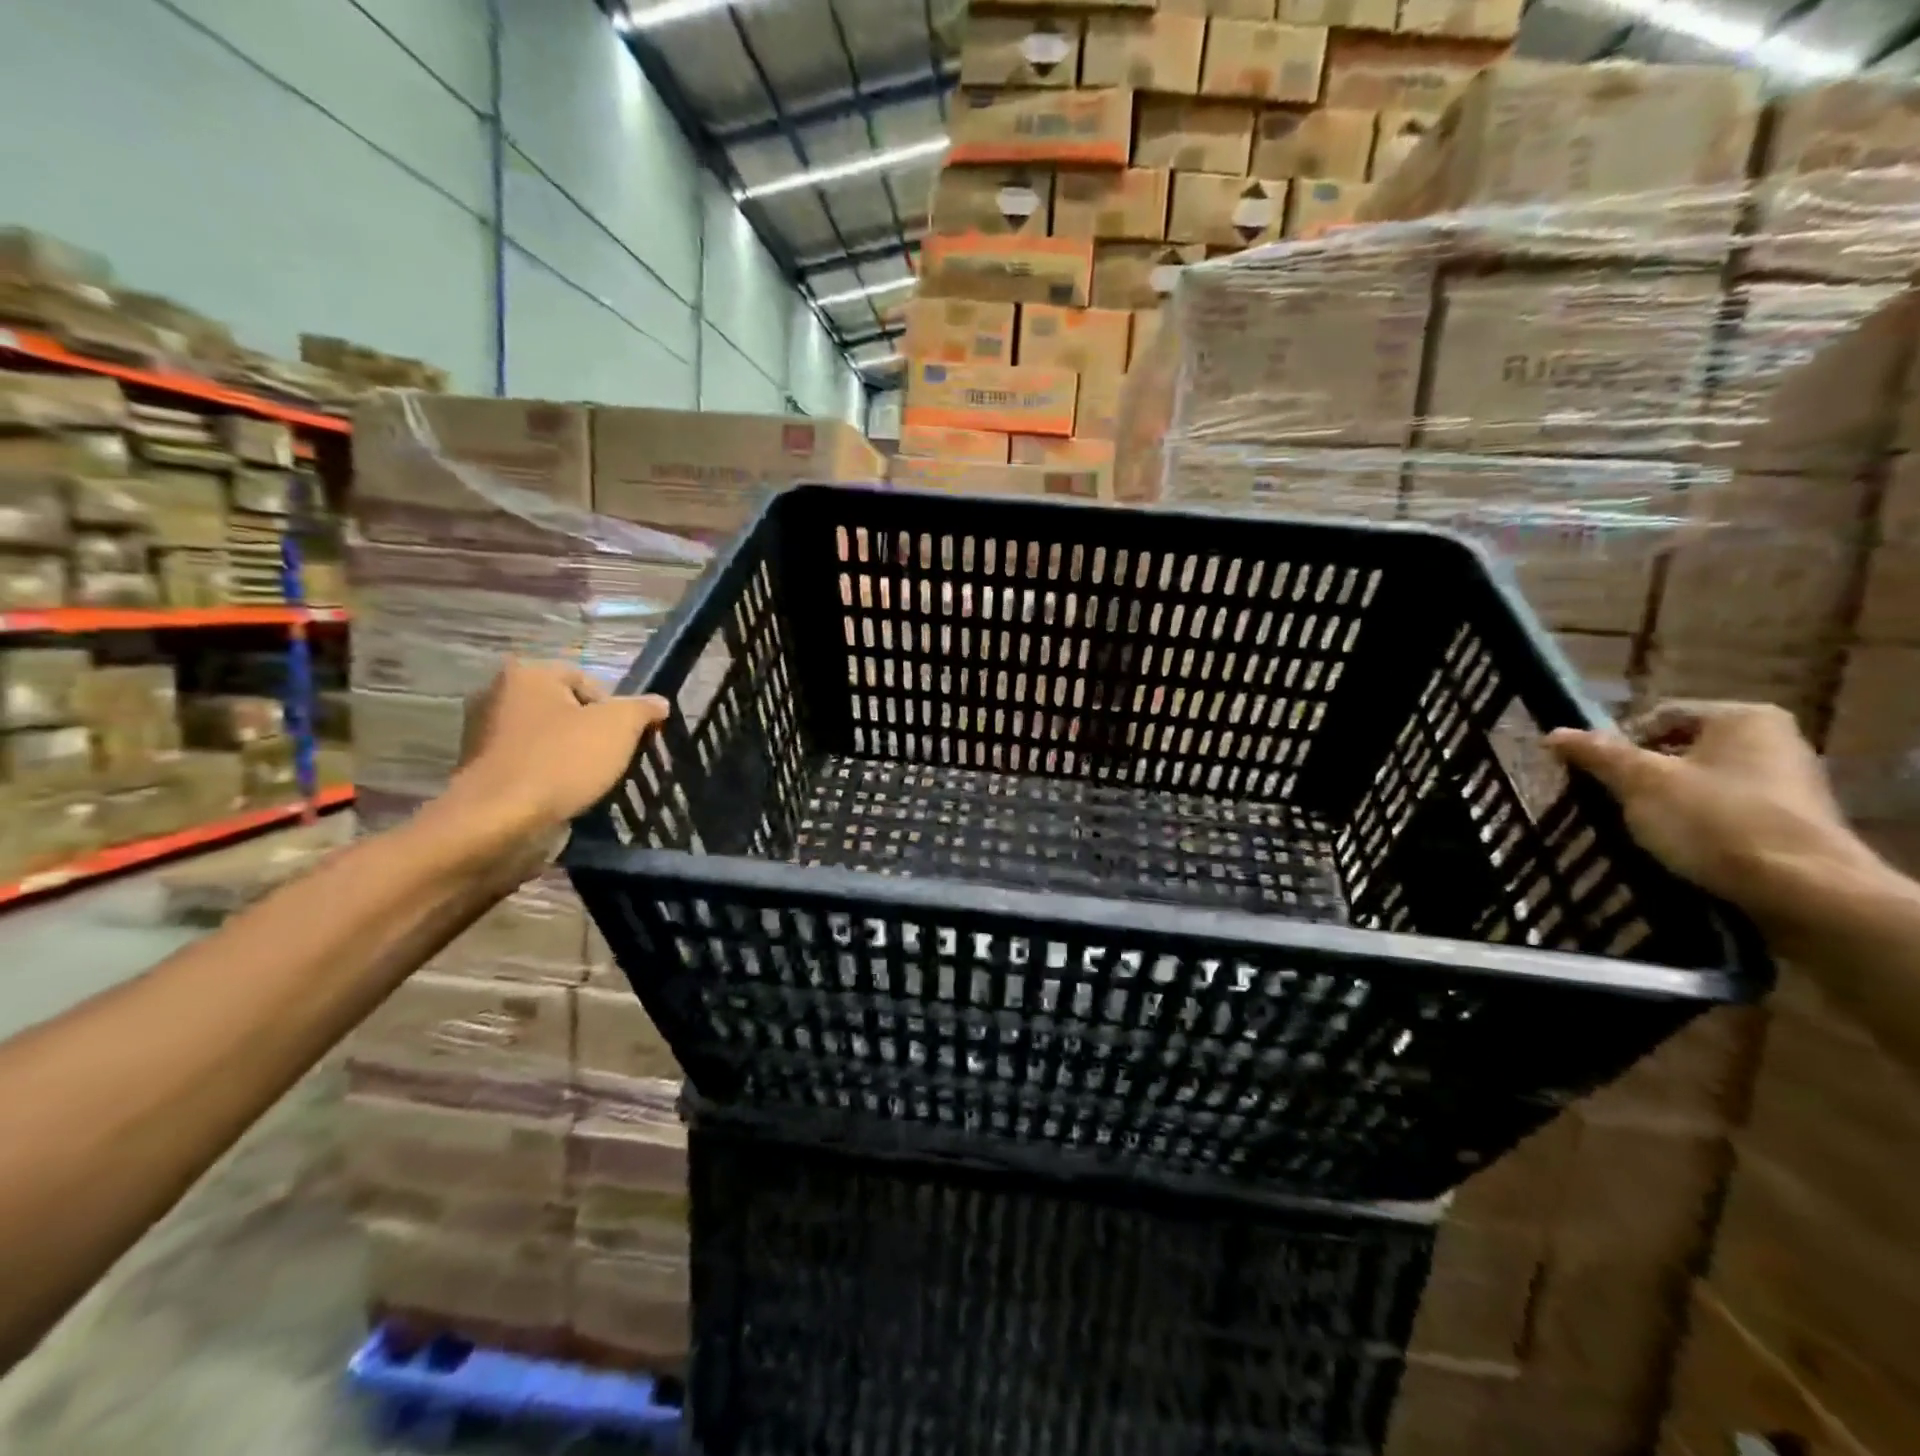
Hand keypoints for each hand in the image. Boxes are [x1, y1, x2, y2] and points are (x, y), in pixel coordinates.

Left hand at [444, 661, 669, 869]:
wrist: (499, 821)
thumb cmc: (561, 761)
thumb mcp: (619, 727)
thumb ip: (642, 709)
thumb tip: (658, 703)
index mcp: (527, 674)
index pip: (588, 681)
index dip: (615, 710)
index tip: (626, 739)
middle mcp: (496, 695)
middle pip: (565, 710)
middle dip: (591, 733)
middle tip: (612, 759)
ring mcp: (481, 735)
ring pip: (547, 739)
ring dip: (570, 757)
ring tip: (590, 782)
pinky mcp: (479, 771)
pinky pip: (528, 765)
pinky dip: (547, 777)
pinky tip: (563, 796)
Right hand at [1546, 701, 1882, 941]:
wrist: (1804, 890)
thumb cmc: (1715, 820)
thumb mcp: (1640, 782)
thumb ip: (1597, 754)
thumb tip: (1554, 733)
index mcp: (1743, 718)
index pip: (1657, 716)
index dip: (1617, 742)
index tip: (1595, 774)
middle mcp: (1774, 740)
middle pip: (1679, 749)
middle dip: (1641, 774)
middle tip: (1611, 800)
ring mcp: (1788, 782)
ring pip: (1700, 781)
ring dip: (1664, 800)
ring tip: (1640, 827)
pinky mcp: (1791, 821)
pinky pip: (1724, 809)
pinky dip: (1696, 822)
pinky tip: (1679, 845)